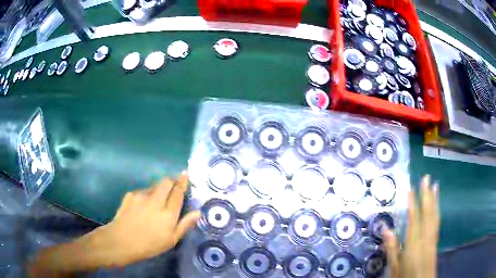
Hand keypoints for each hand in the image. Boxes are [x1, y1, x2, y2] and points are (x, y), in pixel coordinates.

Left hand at [88, 172, 200, 266]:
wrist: (121, 241)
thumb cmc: (149, 245)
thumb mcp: (171, 240)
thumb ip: (185, 224)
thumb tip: (197, 212)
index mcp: (168, 213)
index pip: (178, 192)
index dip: (182, 182)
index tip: (185, 174)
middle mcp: (156, 200)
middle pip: (166, 182)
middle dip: (171, 181)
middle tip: (172, 187)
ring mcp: (141, 196)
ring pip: (154, 186)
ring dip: (158, 190)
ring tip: (154, 203)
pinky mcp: (130, 194)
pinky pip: (142, 191)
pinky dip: (146, 195)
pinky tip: (141, 207)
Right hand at [384, 175, 439, 277]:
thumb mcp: (394, 269)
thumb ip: (392, 250)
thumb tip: (387, 230)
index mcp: (414, 245)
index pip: (414, 220)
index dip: (413, 203)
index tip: (411, 188)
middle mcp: (426, 239)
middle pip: (428, 214)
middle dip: (427, 195)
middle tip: (426, 178)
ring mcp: (432, 240)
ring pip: (434, 217)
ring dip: (434, 200)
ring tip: (435, 186)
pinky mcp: (435, 244)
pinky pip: (437, 224)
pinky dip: (437, 212)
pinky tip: (437, 207)